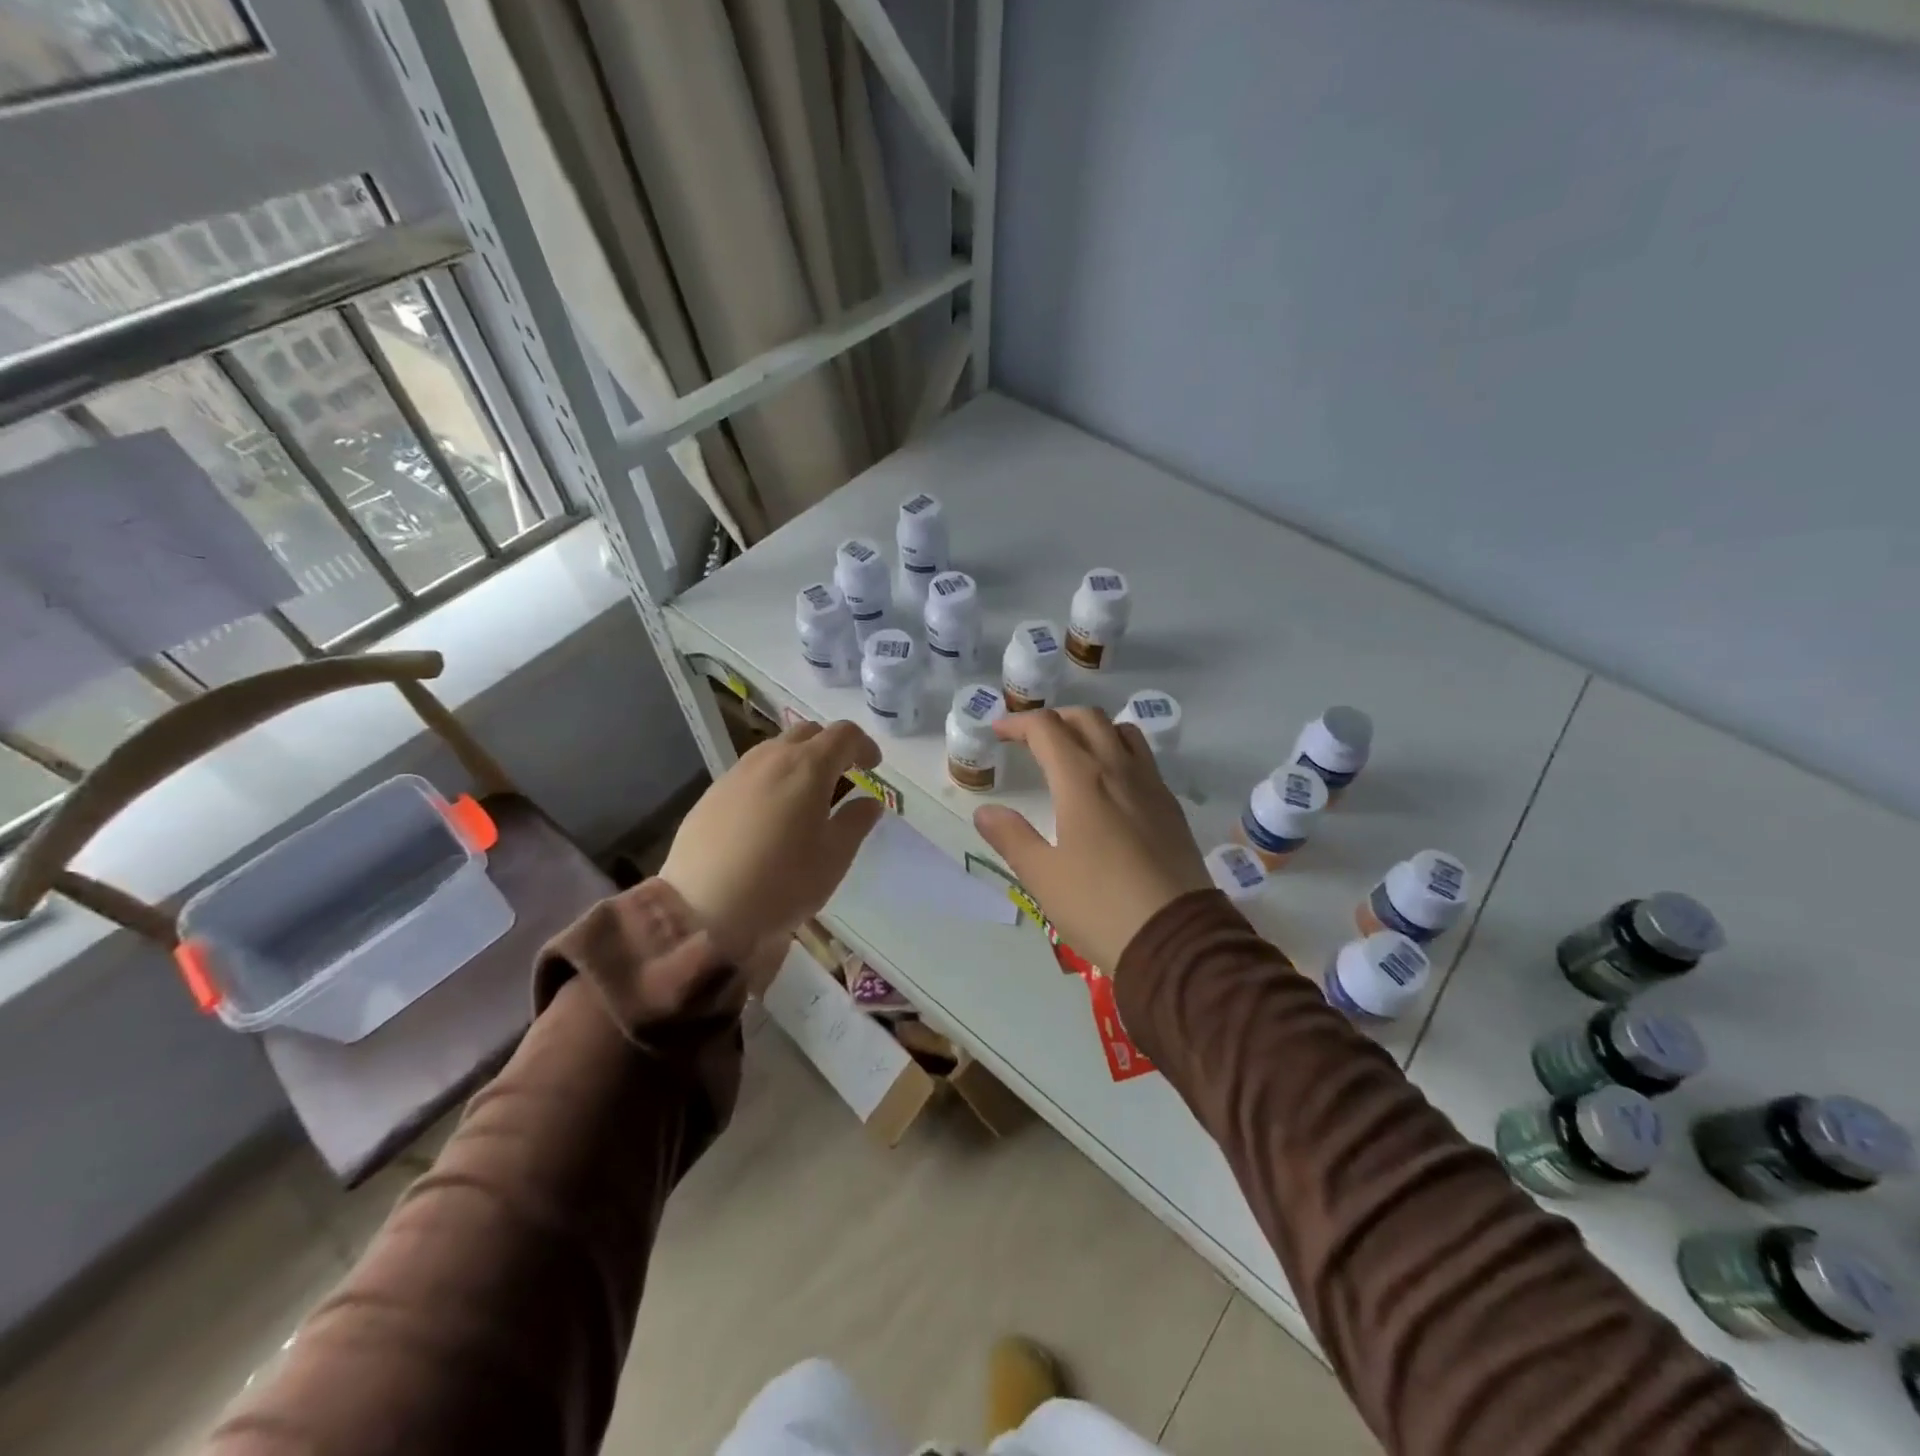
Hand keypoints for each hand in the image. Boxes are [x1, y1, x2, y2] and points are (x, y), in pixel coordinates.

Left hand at [660, 721, 885, 971]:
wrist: (704, 910)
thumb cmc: (784, 882)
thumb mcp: (834, 857)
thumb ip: (856, 821)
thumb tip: (868, 801)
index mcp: (808, 767)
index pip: (844, 734)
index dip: (864, 746)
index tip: (873, 768)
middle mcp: (771, 758)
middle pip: (808, 733)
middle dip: (830, 748)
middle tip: (842, 779)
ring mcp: (736, 773)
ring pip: (775, 750)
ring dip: (798, 762)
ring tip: (805, 799)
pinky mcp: (711, 794)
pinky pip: (750, 773)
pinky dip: (770, 780)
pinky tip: (769, 817)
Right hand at [972, 708, 1211, 973]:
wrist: (1175, 940)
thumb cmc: (1099, 906)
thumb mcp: (1043, 876)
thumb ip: (1011, 837)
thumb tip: (986, 811)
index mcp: (1082, 780)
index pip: (1046, 728)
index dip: (1018, 723)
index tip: (998, 733)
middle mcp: (1119, 770)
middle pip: (1087, 718)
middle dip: (1055, 719)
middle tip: (1032, 739)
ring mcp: (1151, 786)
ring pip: (1122, 732)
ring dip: (1092, 730)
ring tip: (1074, 752)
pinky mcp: (1171, 808)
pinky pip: (1144, 760)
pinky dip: (1119, 753)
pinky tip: (1110, 787)